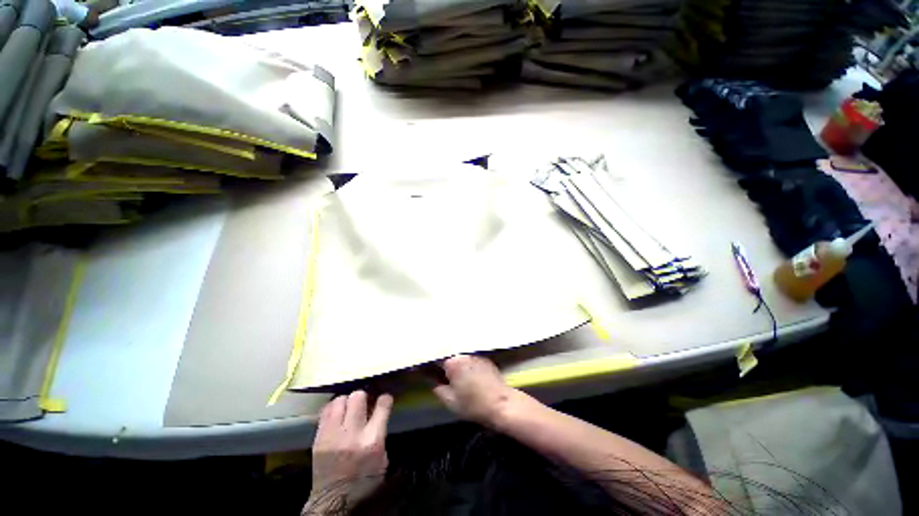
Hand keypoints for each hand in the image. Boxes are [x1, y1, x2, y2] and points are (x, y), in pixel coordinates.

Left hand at [303, 391, 392, 514]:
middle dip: (363, 396)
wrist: (335, 503)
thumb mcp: (382, 459)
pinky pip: (325, 412)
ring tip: (348, 406)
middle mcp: (352, 434)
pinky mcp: (318, 439)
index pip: (382, 406)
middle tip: (364, 402)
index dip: (385, 398)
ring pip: (339, 400)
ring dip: (346, 400)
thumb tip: (378, 413)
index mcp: (372, 440)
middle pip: (358, 397)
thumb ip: (380, 433)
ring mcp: (332, 435)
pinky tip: (336, 413)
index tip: (384, 399)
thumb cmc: (364, 482)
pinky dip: (332, 408)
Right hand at [433, 355, 515, 426]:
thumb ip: (437, 388)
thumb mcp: (450, 401)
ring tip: (452, 374)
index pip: (435, 359)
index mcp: (453, 362)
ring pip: (460, 357)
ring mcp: (475, 355)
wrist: (502, 404)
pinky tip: (466, 374)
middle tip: (437, 374)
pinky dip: (465, 365)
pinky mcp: (485, 359)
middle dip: (442, 364)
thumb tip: (433, 381)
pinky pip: (470, 359)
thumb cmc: (474, 405)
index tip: (423, 370)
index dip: (429, 365)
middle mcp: (464, 354)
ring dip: (454, 364)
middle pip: (448, 356)